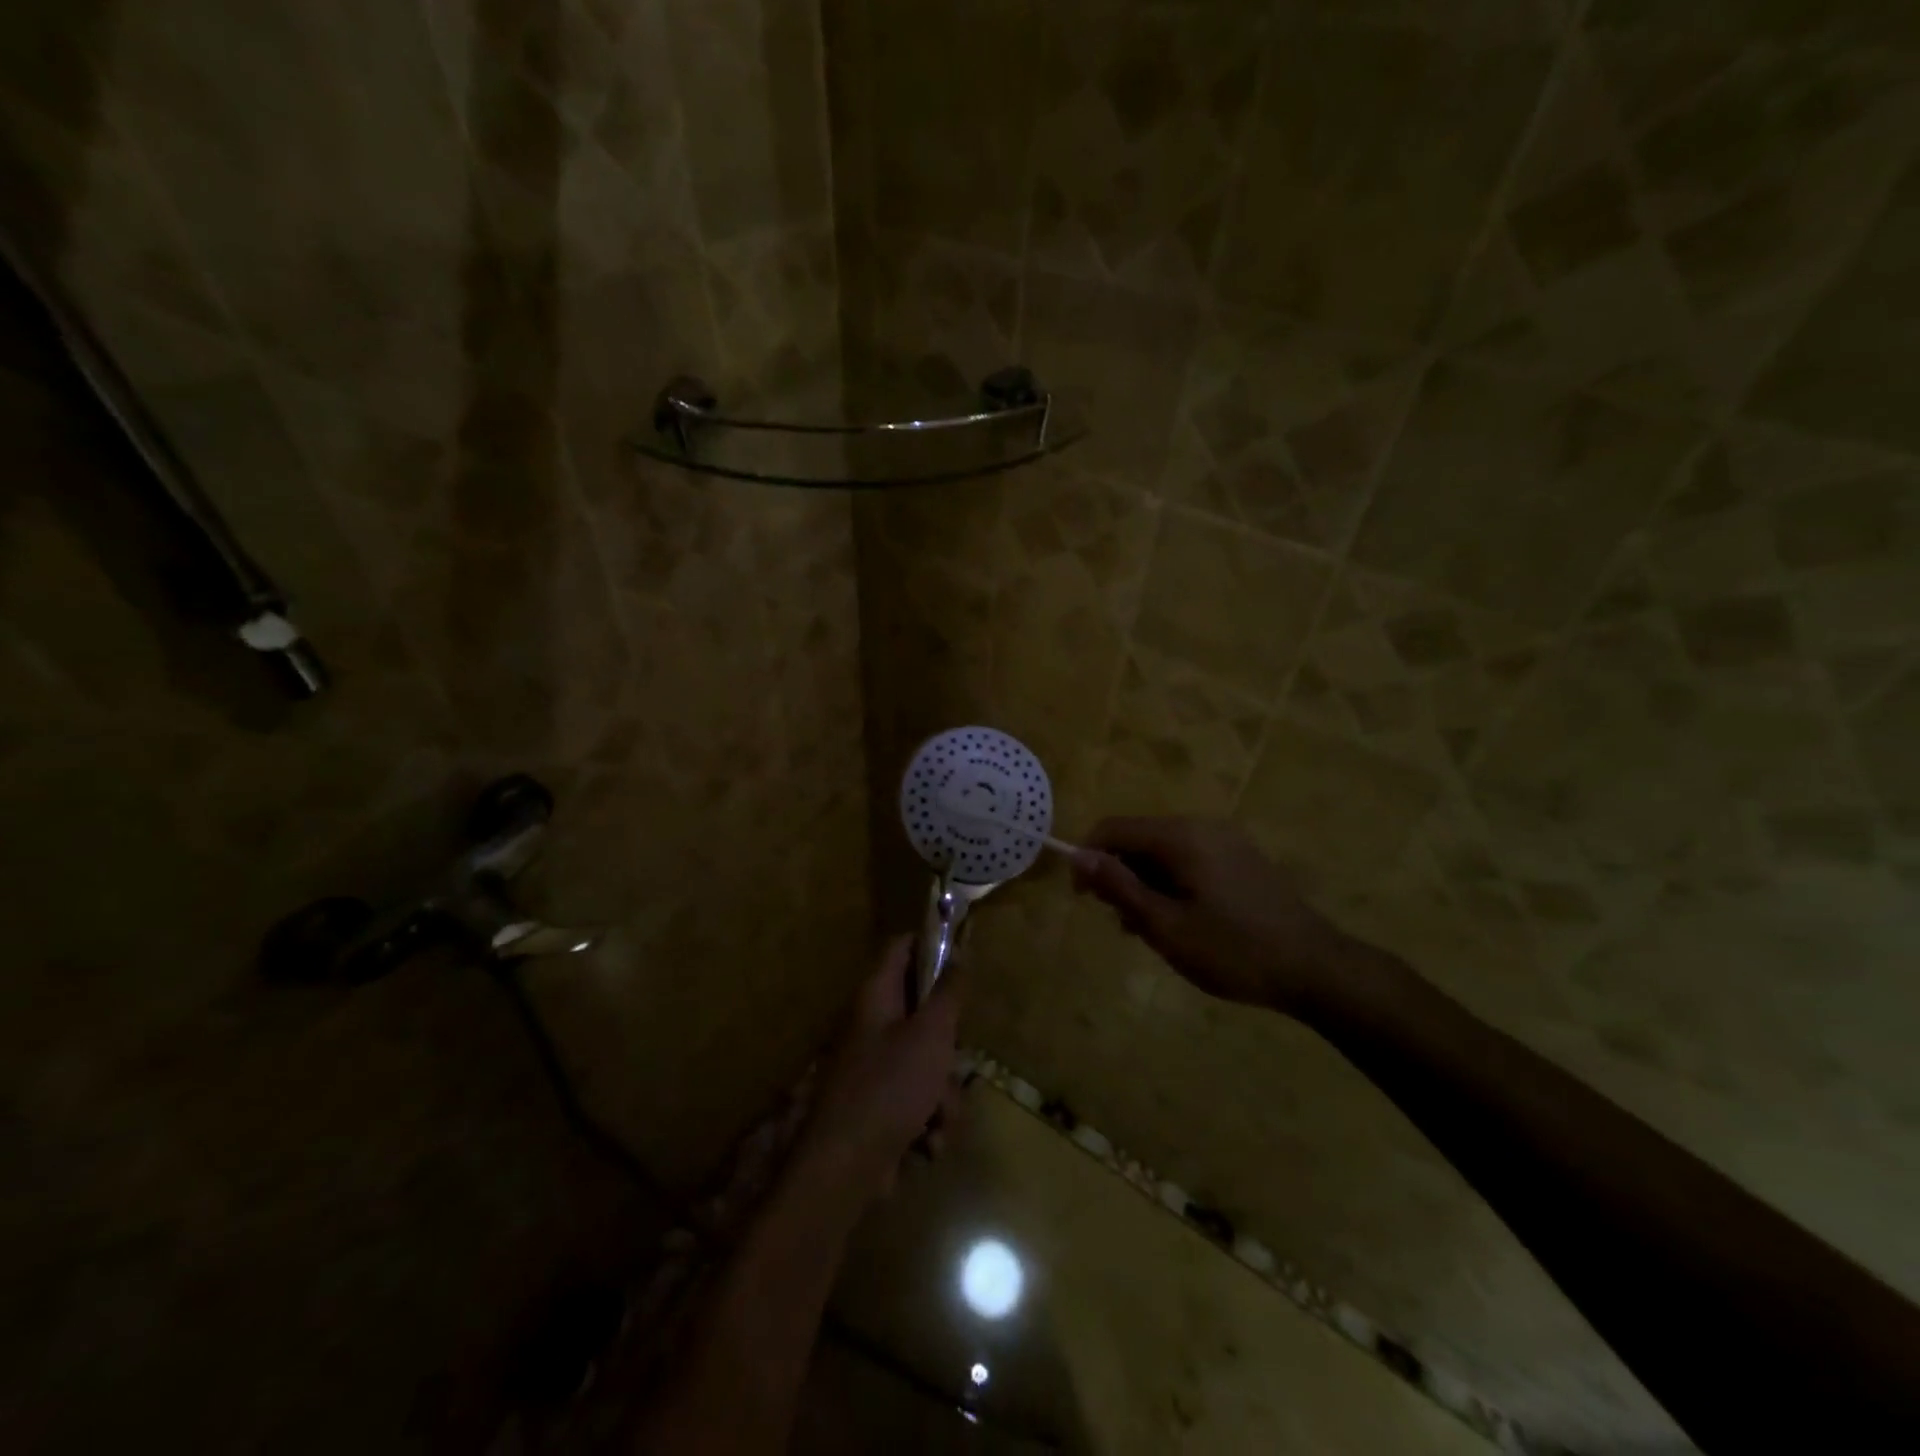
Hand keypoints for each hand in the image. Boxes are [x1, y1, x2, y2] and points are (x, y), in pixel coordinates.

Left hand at [799, 937, 962, 1200]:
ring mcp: (875, 1067)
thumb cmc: (890, 1087)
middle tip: (954, 1057)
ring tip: (939, 1118)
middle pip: (924, 1011)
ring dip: (944, 1095)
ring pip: (929, 1062)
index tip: (963, 957)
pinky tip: (926, 1143)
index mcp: (877, 996)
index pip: (902, 946)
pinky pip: (919, 1100)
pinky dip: (929, 1121)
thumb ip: (948, 992)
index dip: (931, 944)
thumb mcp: (931, 1033)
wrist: (846, 1169)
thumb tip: (959, 949)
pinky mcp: (881, 1105)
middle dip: (949, 1045)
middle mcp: (873, 1024)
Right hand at [1072, 817, 1355, 1017]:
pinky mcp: (1240, 858)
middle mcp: (1201, 826)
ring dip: (1145, 884)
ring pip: (1162, 852)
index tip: (1083, 899)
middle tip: (1122, 924)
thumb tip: (1078, 856)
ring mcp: (1225, 841)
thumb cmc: (1233, 950)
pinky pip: (1188, 860)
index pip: (1113, 828)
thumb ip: (1119, 887)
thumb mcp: (1166, 926)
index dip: (1088, 858)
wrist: (1316, 968)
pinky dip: (1171, 884)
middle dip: (1119, 875)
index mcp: (1181, 836)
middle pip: (1138, 838)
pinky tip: (1181, 922)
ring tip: (1151, 931)